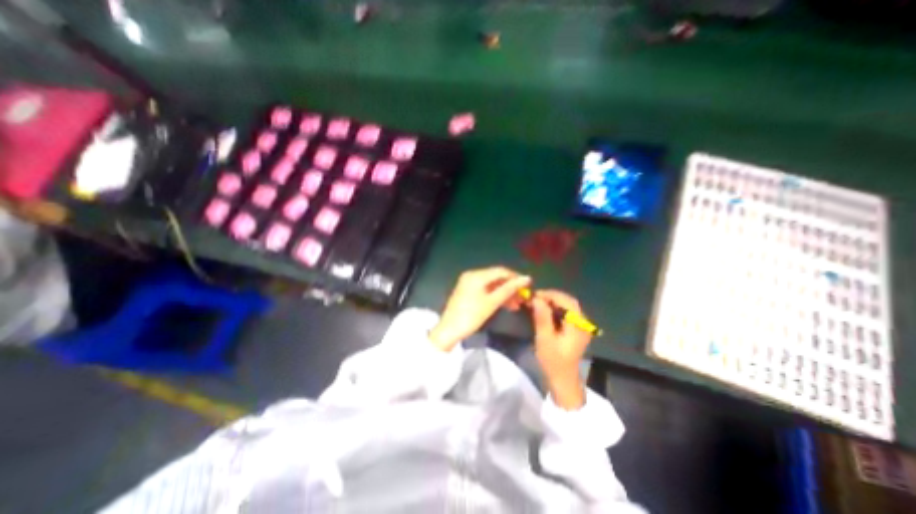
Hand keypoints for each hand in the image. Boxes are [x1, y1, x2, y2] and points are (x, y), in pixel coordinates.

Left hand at [431, 268, 532, 350]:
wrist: (449, 330)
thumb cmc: (471, 316)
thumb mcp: (492, 303)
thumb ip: (509, 289)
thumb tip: (527, 278)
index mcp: (476, 275)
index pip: (501, 271)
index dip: (515, 277)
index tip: (528, 286)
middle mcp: (472, 275)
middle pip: (496, 277)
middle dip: (510, 287)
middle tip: (523, 298)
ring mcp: (469, 283)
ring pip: (492, 285)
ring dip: (504, 293)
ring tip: (516, 305)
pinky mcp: (468, 291)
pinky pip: (485, 290)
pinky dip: (495, 296)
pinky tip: (506, 305)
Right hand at [531, 288, 594, 409]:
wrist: (563, 380)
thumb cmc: (553, 361)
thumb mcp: (544, 339)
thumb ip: (542, 317)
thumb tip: (536, 299)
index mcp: (577, 326)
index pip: (567, 302)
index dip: (551, 295)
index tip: (535, 295)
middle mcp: (582, 323)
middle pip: (569, 302)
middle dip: (551, 297)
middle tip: (535, 298)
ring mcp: (580, 326)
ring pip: (567, 306)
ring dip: (552, 302)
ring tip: (537, 303)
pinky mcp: (576, 329)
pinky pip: (566, 312)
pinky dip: (555, 308)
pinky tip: (544, 310)